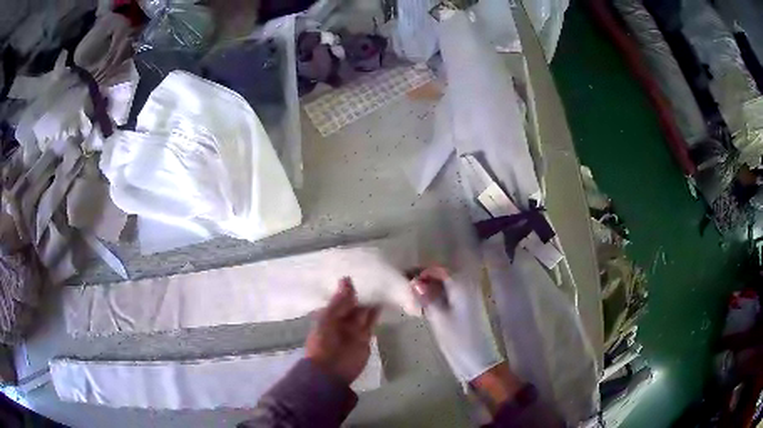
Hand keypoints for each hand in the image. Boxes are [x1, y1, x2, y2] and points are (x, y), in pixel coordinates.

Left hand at [306, 278, 380, 384]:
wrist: (332, 370)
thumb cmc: (323, 343)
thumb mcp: (327, 319)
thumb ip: (338, 301)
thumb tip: (346, 278)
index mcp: (327, 315)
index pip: (338, 298)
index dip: (346, 287)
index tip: (356, 271)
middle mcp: (340, 320)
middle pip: (351, 304)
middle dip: (359, 292)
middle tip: (371, 273)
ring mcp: (353, 329)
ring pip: (362, 311)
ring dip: (369, 300)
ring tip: (380, 283)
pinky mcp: (365, 337)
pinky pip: (371, 321)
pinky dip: (375, 312)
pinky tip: (382, 300)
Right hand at [411, 266, 510, 405]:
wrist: (481, 361)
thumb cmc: (459, 340)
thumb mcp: (439, 319)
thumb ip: (428, 298)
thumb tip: (414, 282)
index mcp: (462, 286)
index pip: (440, 270)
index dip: (423, 273)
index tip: (406, 281)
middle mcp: (469, 287)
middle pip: (445, 276)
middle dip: (427, 280)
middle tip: (409, 289)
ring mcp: (472, 298)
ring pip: (449, 287)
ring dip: (433, 289)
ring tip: (416, 298)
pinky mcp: (471, 309)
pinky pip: (453, 296)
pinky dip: (441, 298)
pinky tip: (430, 306)